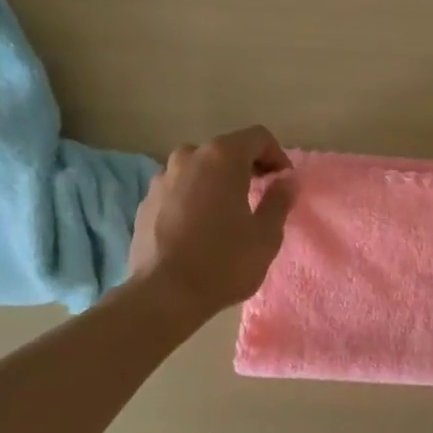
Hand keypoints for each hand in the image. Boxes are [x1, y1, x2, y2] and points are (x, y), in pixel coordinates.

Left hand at [128, 126, 296, 318]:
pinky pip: (179, 189)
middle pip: (226, 150)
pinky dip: (194, 197)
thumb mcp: (266, 234)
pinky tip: (201, 227)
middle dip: (247, 167)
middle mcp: (188, 157)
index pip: (258, 137)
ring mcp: (162, 178)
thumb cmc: (224, 261)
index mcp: (221, 157)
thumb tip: (287, 181)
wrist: (164, 295)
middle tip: (261, 195)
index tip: (283, 182)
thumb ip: (279, 200)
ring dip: (218, 181)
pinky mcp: (145, 201)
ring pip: (199, 169)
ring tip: (229, 212)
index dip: (277, 155)